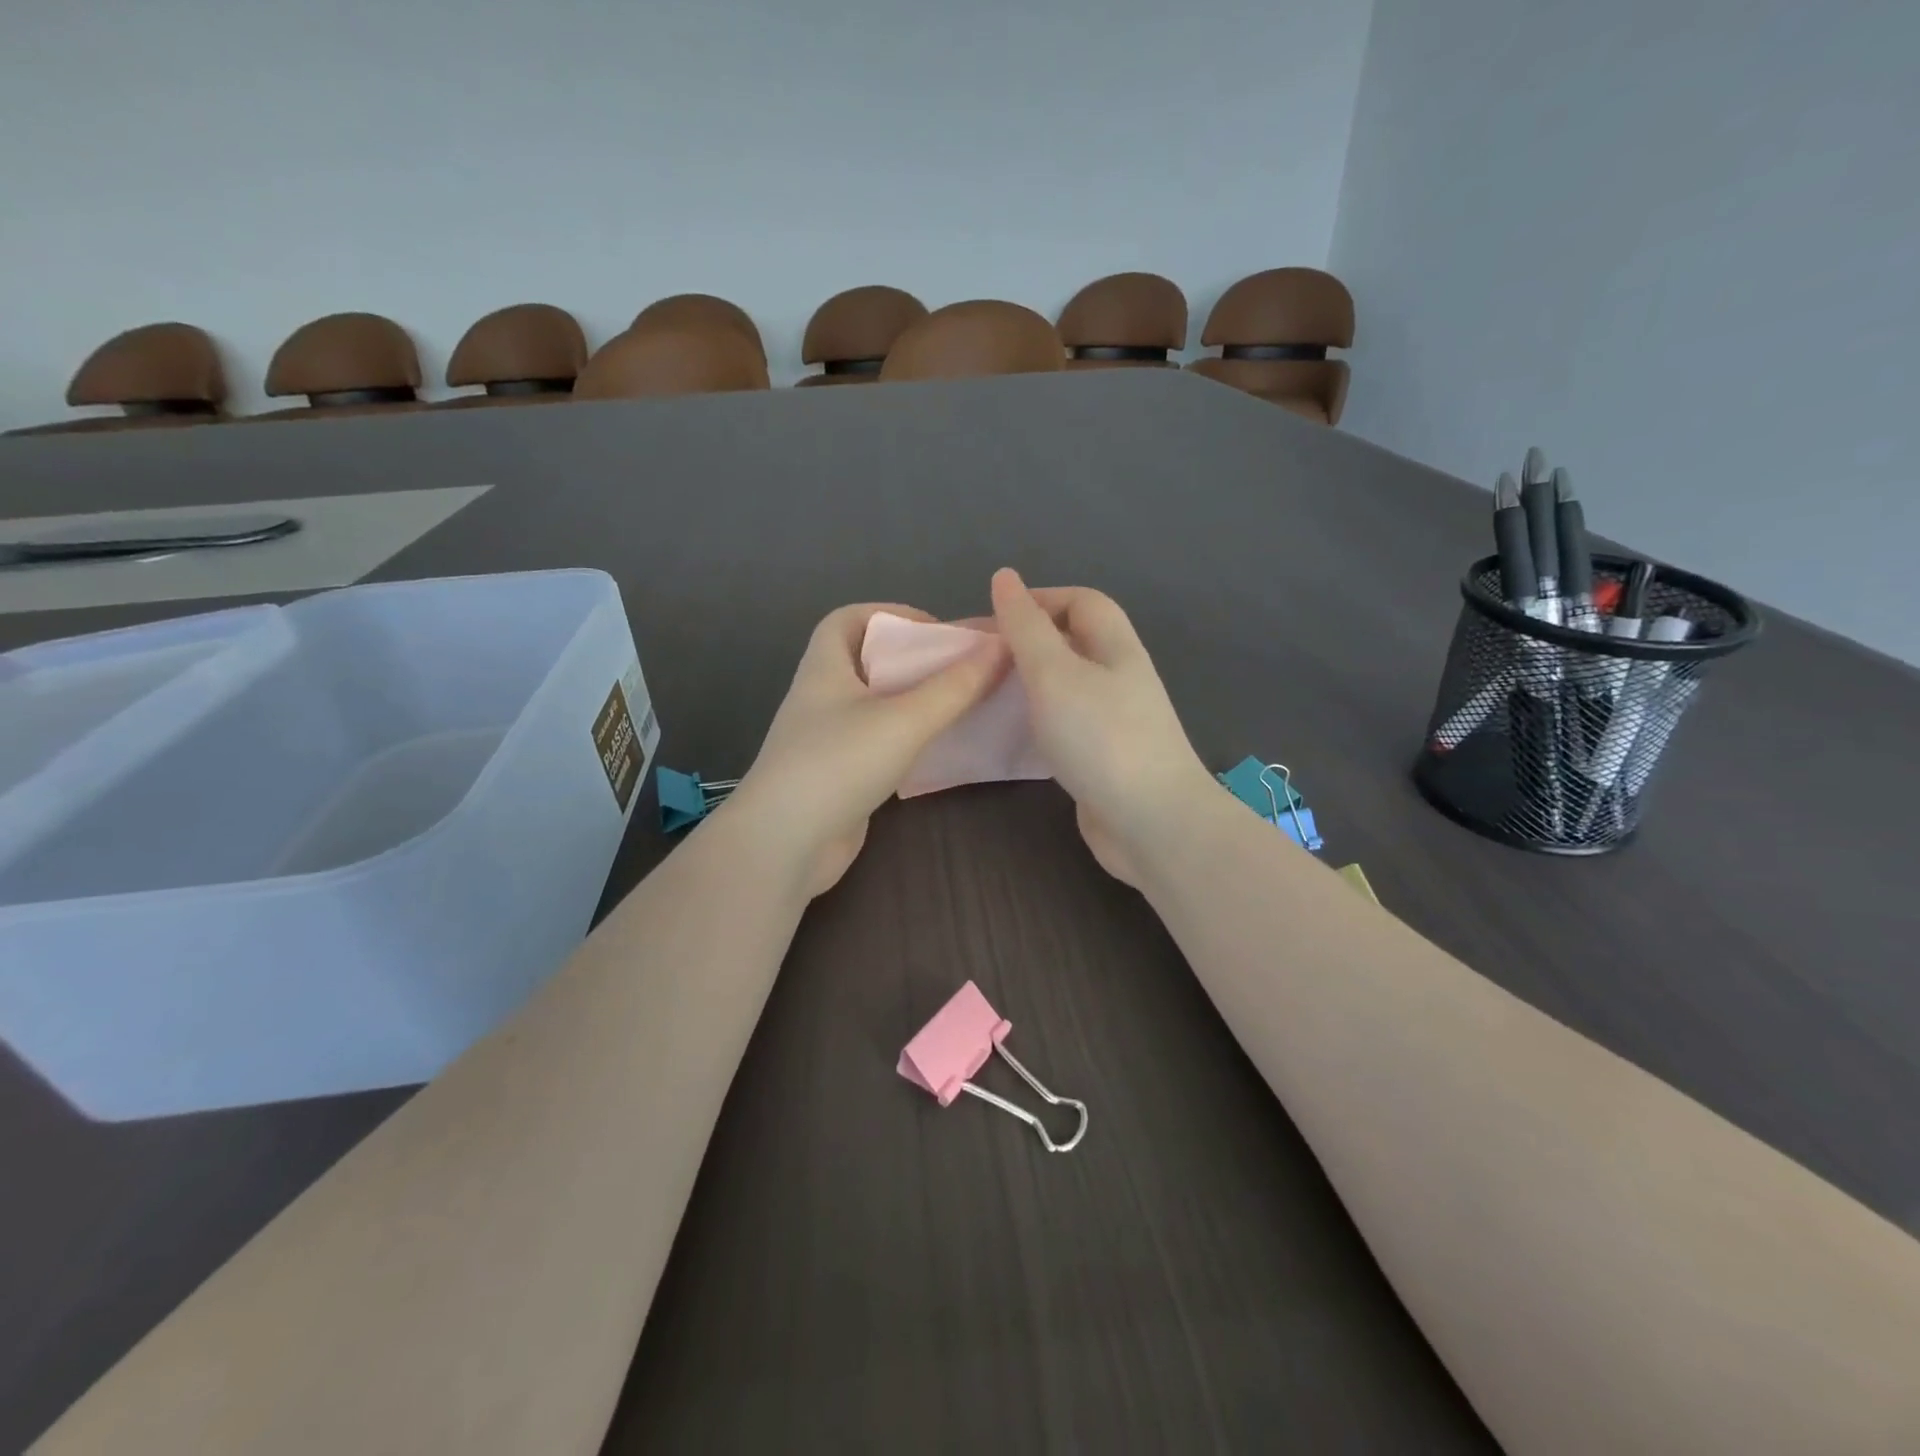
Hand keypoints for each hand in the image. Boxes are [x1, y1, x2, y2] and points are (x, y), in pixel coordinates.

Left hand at [719, 603, 1008, 898]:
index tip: (934, 631)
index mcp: (825, 668)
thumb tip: (1001, 646)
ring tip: (961, 705)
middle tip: (960, 670)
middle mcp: (823, 697)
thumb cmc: (838, 764)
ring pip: (877, 706)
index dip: (889, 614)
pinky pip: (880, 743)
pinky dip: (909, 739)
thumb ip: (955, 686)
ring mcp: (828, 739)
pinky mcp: (839, 776)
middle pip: (869, 662)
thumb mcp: (904, 719)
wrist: (785, 845)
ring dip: (915, 701)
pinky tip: (940, 748)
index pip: (848, 619)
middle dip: (914, 660)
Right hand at [989, 568, 1217, 886]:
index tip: (993, 620)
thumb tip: (1005, 577)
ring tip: (989, 692)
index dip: (1039, 600)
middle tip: (982, 659)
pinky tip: (1013, 735)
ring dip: (1030, 683)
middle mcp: (1119, 678)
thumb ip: (1026, 627)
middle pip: (1074, 642)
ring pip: (1067, 685)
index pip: (1082, 601)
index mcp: (1115, 648)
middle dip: (1028, 642)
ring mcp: (1115, 721)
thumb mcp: (1055, 673)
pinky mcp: (1104, 757)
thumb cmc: (1102, 738)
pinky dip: (1038, 721)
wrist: (1152, 824)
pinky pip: (1066, 724)